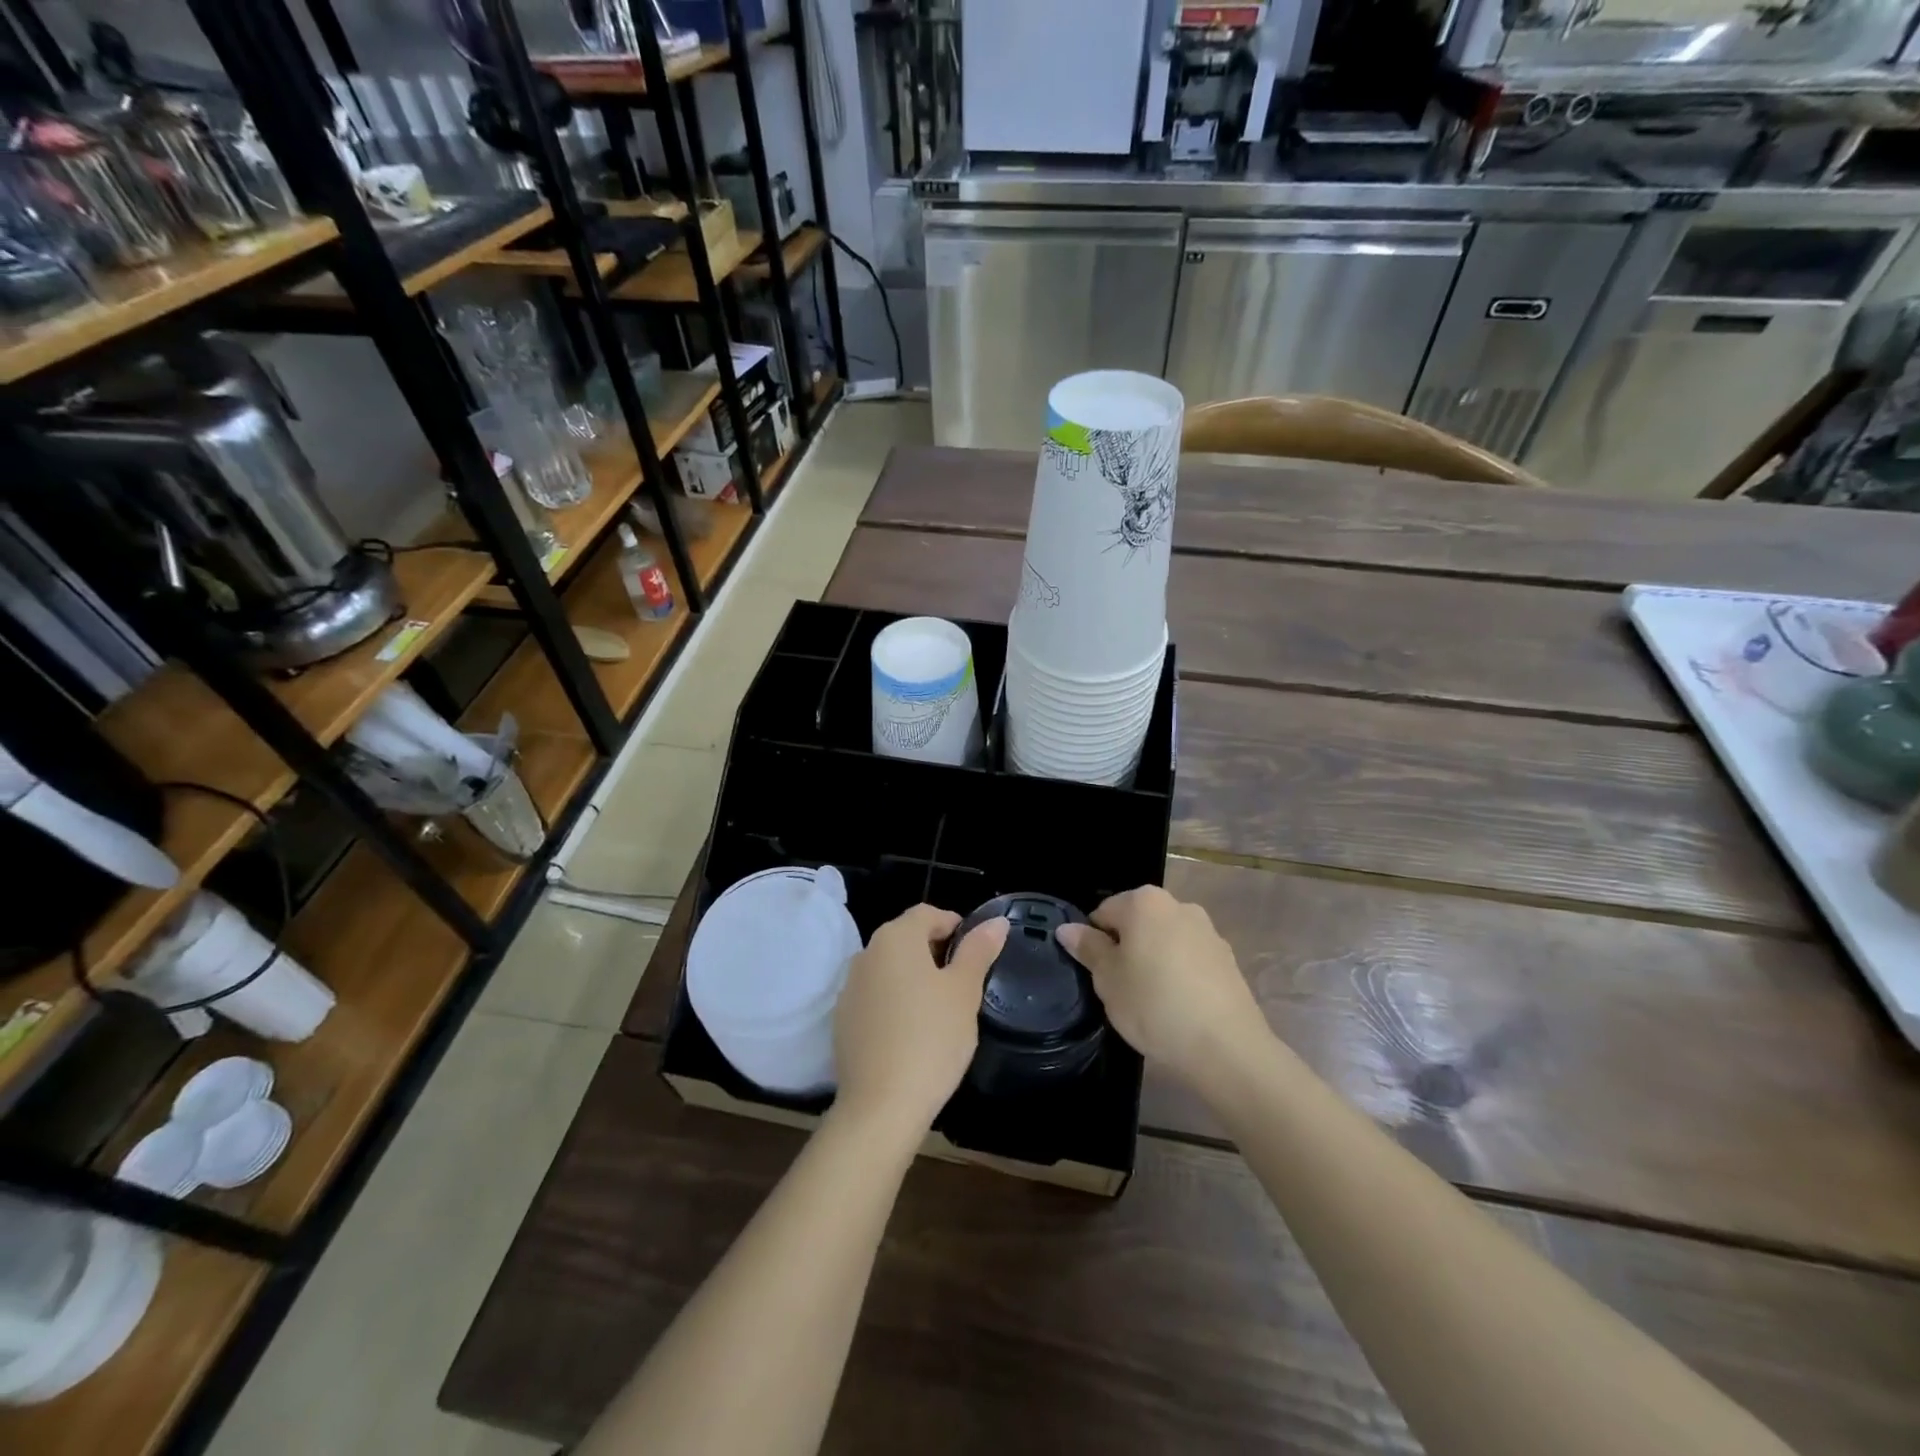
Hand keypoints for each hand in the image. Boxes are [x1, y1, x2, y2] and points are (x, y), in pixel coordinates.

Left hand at [832, 905, 1008, 1135]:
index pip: (928, 914)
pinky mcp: (842, 1021)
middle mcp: (866, 954)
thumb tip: (996, 922)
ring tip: (941, 1011)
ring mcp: (849, 988)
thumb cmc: (931, 1039)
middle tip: (964, 985)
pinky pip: (876, 998)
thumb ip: (978, 951)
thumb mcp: (964, 992)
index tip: (976, 955)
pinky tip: (913, 1035)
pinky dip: (895, 1003)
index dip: (955, 927)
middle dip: (936, 953)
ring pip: (890, 969)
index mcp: (895, 938)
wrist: (880, 1107)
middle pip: (906, 939)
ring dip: (915, 978)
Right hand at [1057, 886, 1263, 1085]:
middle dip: (1126, 949)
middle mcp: (1178, 905)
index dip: (1095, 943)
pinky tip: (1179, 1007)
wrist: (1226, 1047)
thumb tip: (1067, 929)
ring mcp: (1208, 931)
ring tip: (1151, 1002)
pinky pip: (1190, 960)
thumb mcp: (1108, 979)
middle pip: (1137, 923)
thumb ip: (1088, 948)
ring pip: (1164, 941)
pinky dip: (1179, 975)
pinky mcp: (1227, 959)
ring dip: (1153, 961)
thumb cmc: (1154, 1005)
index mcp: (1144, 902)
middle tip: (1120, 989)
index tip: (1098, 975)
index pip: (1103, 912)